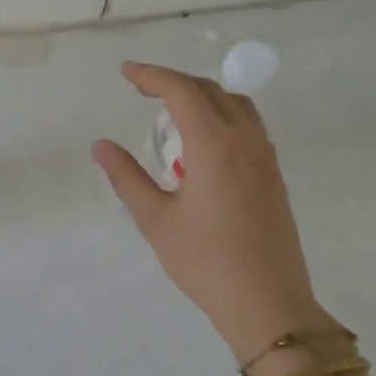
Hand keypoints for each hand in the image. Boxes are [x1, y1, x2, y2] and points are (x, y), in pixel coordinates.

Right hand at [93, 62, 331, 363]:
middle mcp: (245, 140)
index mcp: (214, 145)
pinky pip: (248, 126)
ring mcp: (265, 157)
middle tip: (141, 90)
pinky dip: (221, 117)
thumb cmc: (205, 261)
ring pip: (235, 105)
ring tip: (171, 113)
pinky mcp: (274, 175)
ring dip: (202, 97)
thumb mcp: (155, 219)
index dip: (151, 76)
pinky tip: (201, 145)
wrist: (268, 302)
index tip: (126, 72)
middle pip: (210, 91)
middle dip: (174, 82)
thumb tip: (101, 146)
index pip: (182, 91)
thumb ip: (127, 177)